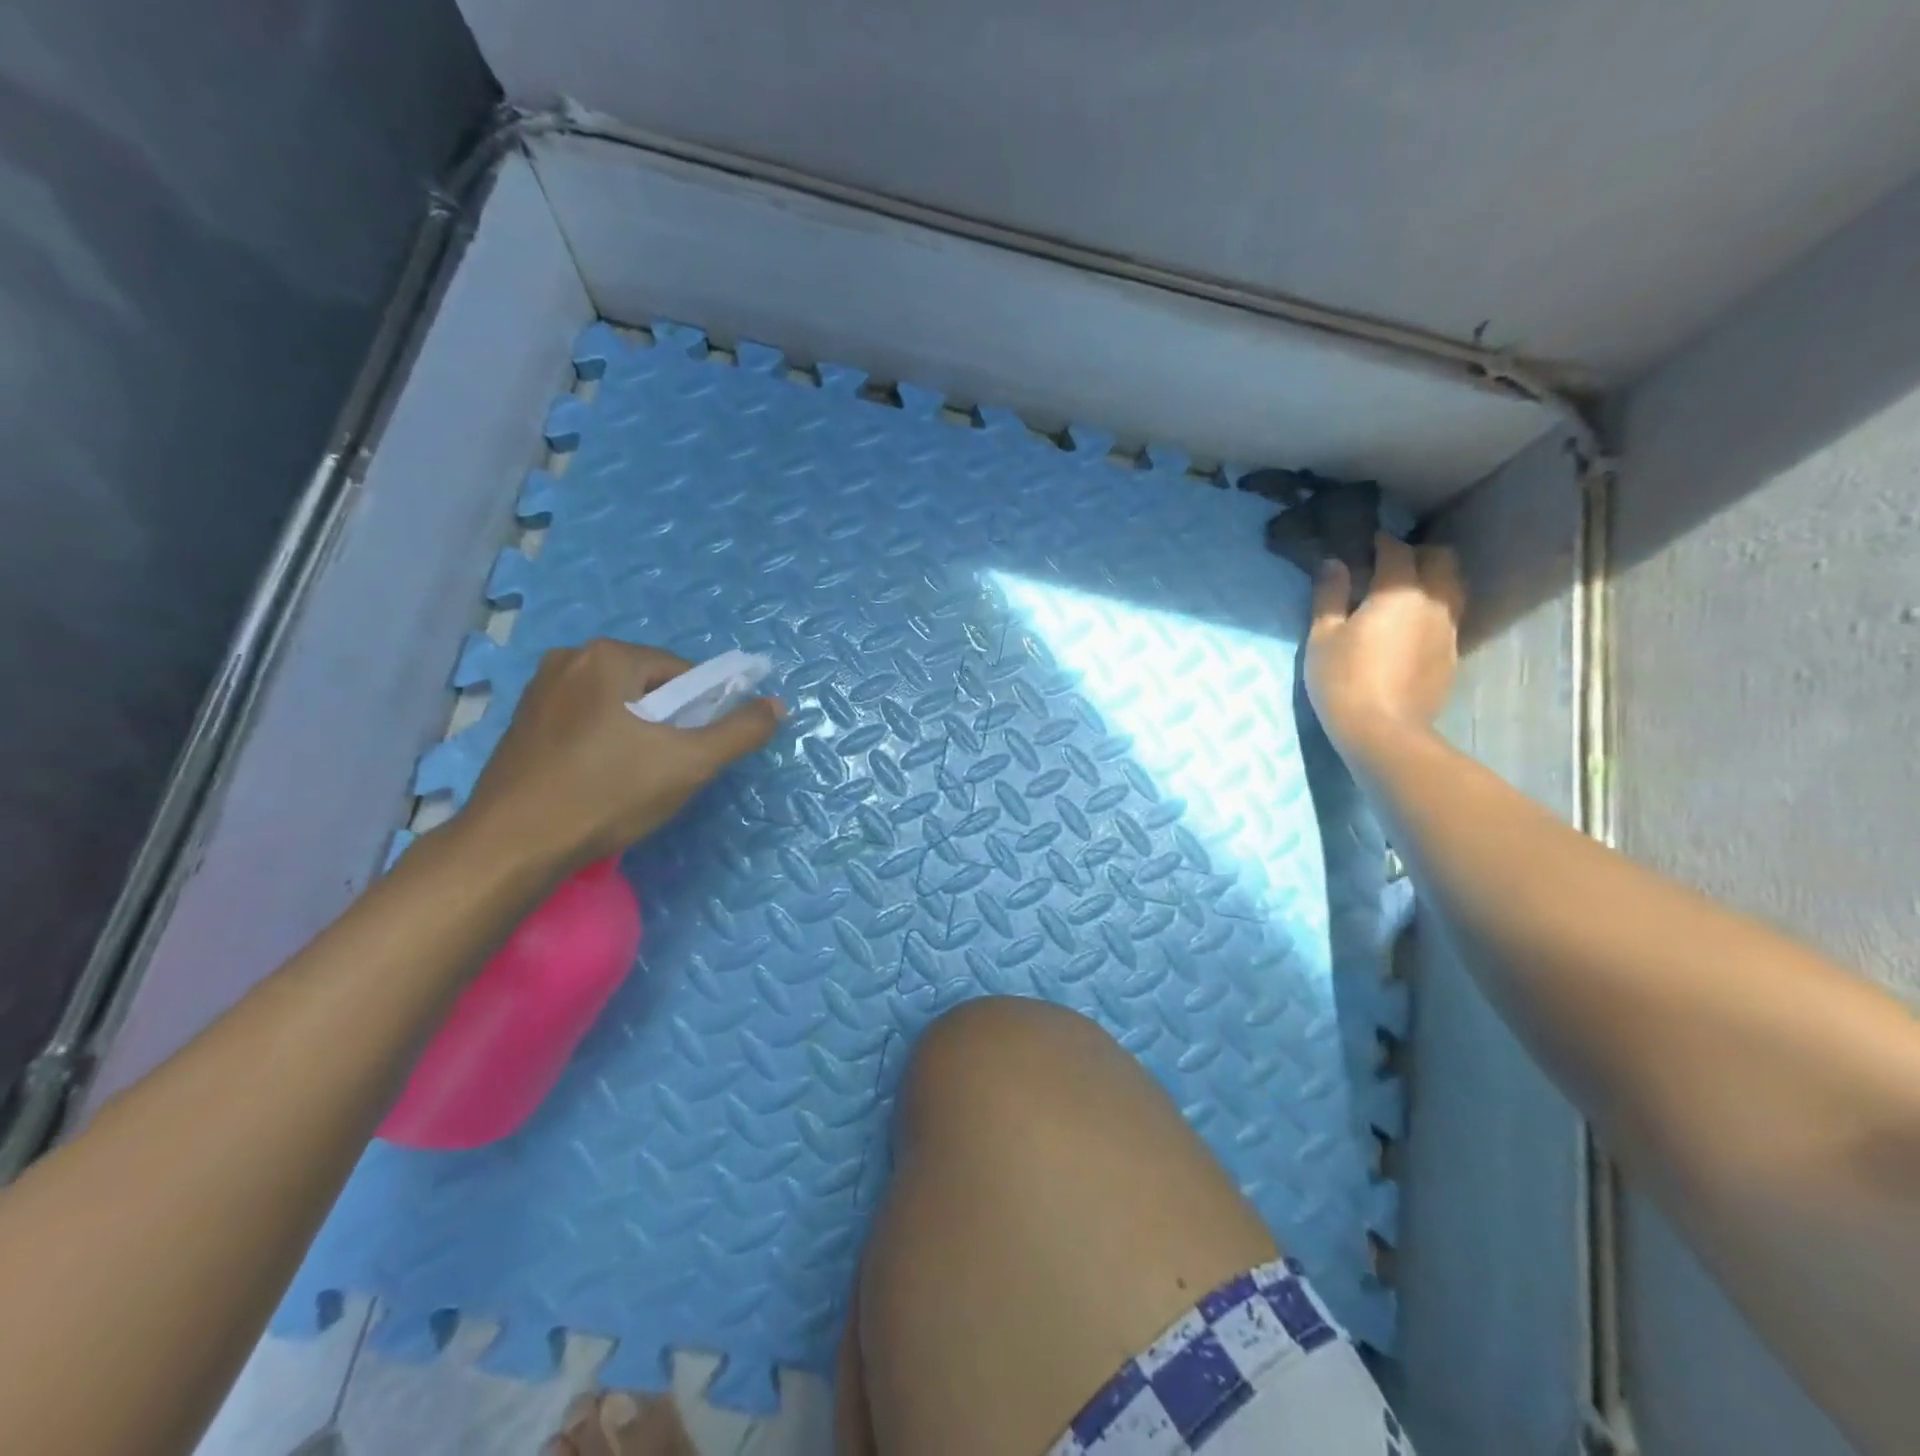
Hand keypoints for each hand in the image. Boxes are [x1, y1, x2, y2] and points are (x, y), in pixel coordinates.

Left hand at [458, 641, 781, 871]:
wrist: (512, 846)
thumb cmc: (607, 794)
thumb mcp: (690, 763)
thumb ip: (740, 731)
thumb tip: (776, 705)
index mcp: (608, 655)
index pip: (683, 674)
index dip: (702, 713)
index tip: (695, 753)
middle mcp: (569, 658)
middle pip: (649, 687)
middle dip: (667, 725)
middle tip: (666, 772)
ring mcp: (539, 690)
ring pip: (617, 706)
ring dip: (636, 736)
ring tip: (632, 781)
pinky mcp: (522, 723)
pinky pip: (584, 722)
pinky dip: (603, 744)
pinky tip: (599, 782)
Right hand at [1306, 533, 1464, 757]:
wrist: (1383, 731)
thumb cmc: (1343, 679)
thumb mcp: (1323, 636)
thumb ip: (1330, 595)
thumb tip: (1334, 563)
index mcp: (1398, 591)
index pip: (1397, 551)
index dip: (1382, 542)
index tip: (1367, 542)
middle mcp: (1433, 602)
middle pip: (1441, 560)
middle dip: (1419, 554)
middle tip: (1390, 564)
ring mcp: (1448, 629)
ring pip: (1452, 587)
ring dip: (1433, 580)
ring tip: (1405, 593)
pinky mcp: (1452, 654)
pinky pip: (1449, 617)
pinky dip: (1433, 609)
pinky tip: (1411, 627)